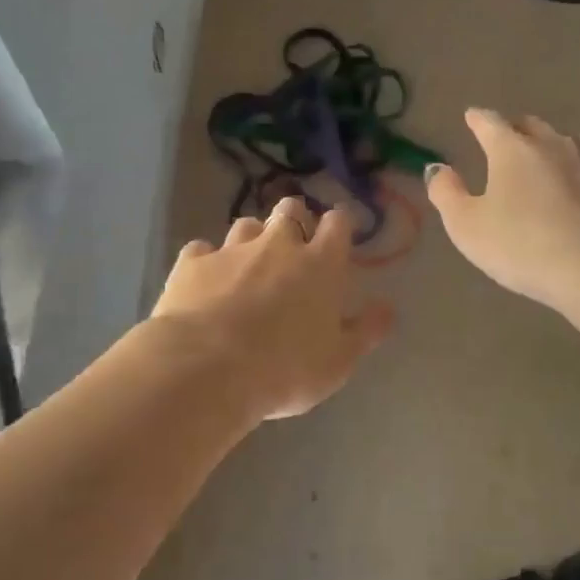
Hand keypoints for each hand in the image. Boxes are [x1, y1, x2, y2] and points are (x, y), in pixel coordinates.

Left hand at [151, 197, 394, 420]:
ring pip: (245, 225)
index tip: (338, 236)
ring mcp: (231, 250)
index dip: (339, 225)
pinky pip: (202, 250)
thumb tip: (387, 307)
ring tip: (249, 264)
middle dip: (295, 220)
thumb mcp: (338, 362)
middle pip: (290, 210)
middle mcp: (277, 245)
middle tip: (293, 246)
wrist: (206, 369)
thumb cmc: (284, 369)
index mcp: (320, 264)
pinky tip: (205, 280)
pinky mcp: (191, 264)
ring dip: (252, 238)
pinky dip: (207, 261)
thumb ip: (366, 331)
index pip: (338, 223)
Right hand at [425, 108, 579, 306]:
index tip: (471, 117)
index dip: (477, 119)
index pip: (489, 123)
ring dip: (552, 146)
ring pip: (567, 140)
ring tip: (546, 159)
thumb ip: (446, 193)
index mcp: (511, 149)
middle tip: (507, 137)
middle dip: (515, 128)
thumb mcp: (466, 225)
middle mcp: (552, 143)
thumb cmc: (519, 244)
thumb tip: (436, 168)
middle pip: (530, 125)